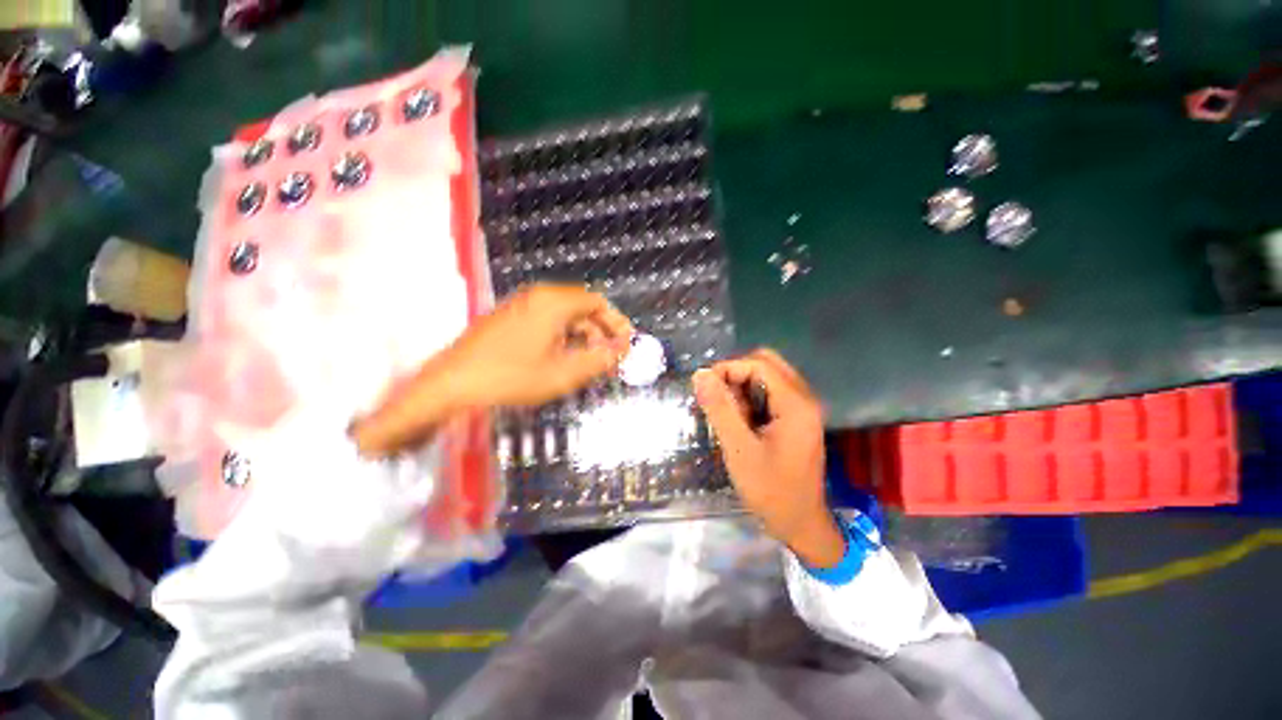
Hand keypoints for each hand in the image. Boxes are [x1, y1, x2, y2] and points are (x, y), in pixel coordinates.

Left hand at [352, 284, 631, 455]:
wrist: (451, 383)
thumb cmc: (510, 377)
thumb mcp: (562, 373)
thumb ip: (599, 359)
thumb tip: (624, 349)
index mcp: (554, 302)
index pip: (598, 302)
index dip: (616, 322)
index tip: (626, 344)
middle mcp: (539, 296)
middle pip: (582, 307)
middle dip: (601, 332)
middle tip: (610, 358)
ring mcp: (523, 305)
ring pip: (565, 315)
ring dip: (583, 336)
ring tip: (590, 363)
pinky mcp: (511, 317)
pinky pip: (548, 321)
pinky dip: (564, 337)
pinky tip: (564, 358)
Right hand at [692, 349, 844, 568]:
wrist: (800, 524)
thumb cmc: (770, 490)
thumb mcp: (739, 449)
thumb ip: (720, 409)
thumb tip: (700, 374)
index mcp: (796, 404)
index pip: (758, 365)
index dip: (728, 369)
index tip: (704, 388)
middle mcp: (804, 399)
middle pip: (766, 364)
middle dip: (735, 374)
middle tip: (715, 397)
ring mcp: (803, 408)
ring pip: (768, 377)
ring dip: (742, 387)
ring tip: (728, 414)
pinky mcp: (797, 418)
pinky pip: (771, 393)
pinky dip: (751, 398)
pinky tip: (740, 421)